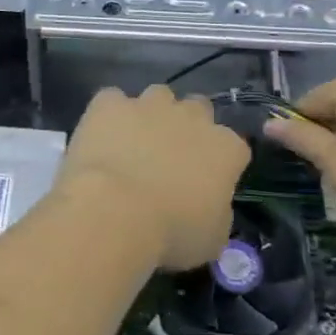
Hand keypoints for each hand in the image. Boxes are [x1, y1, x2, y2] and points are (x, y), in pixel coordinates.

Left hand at [56, 84, 247, 271]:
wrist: (114, 211)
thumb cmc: (171, 234)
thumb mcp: (212, 238)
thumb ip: (217, 210)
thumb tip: (210, 203)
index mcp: (225, 148)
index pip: (234, 146)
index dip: (220, 162)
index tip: (206, 182)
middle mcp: (191, 116)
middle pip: (198, 109)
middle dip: (188, 126)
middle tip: (170, 157)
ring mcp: (149, 104)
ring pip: (158, 96)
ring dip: (152, 114)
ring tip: (134, 143)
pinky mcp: (110, 102)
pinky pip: (113, 99)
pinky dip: (109, 115)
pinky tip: (101, 135)